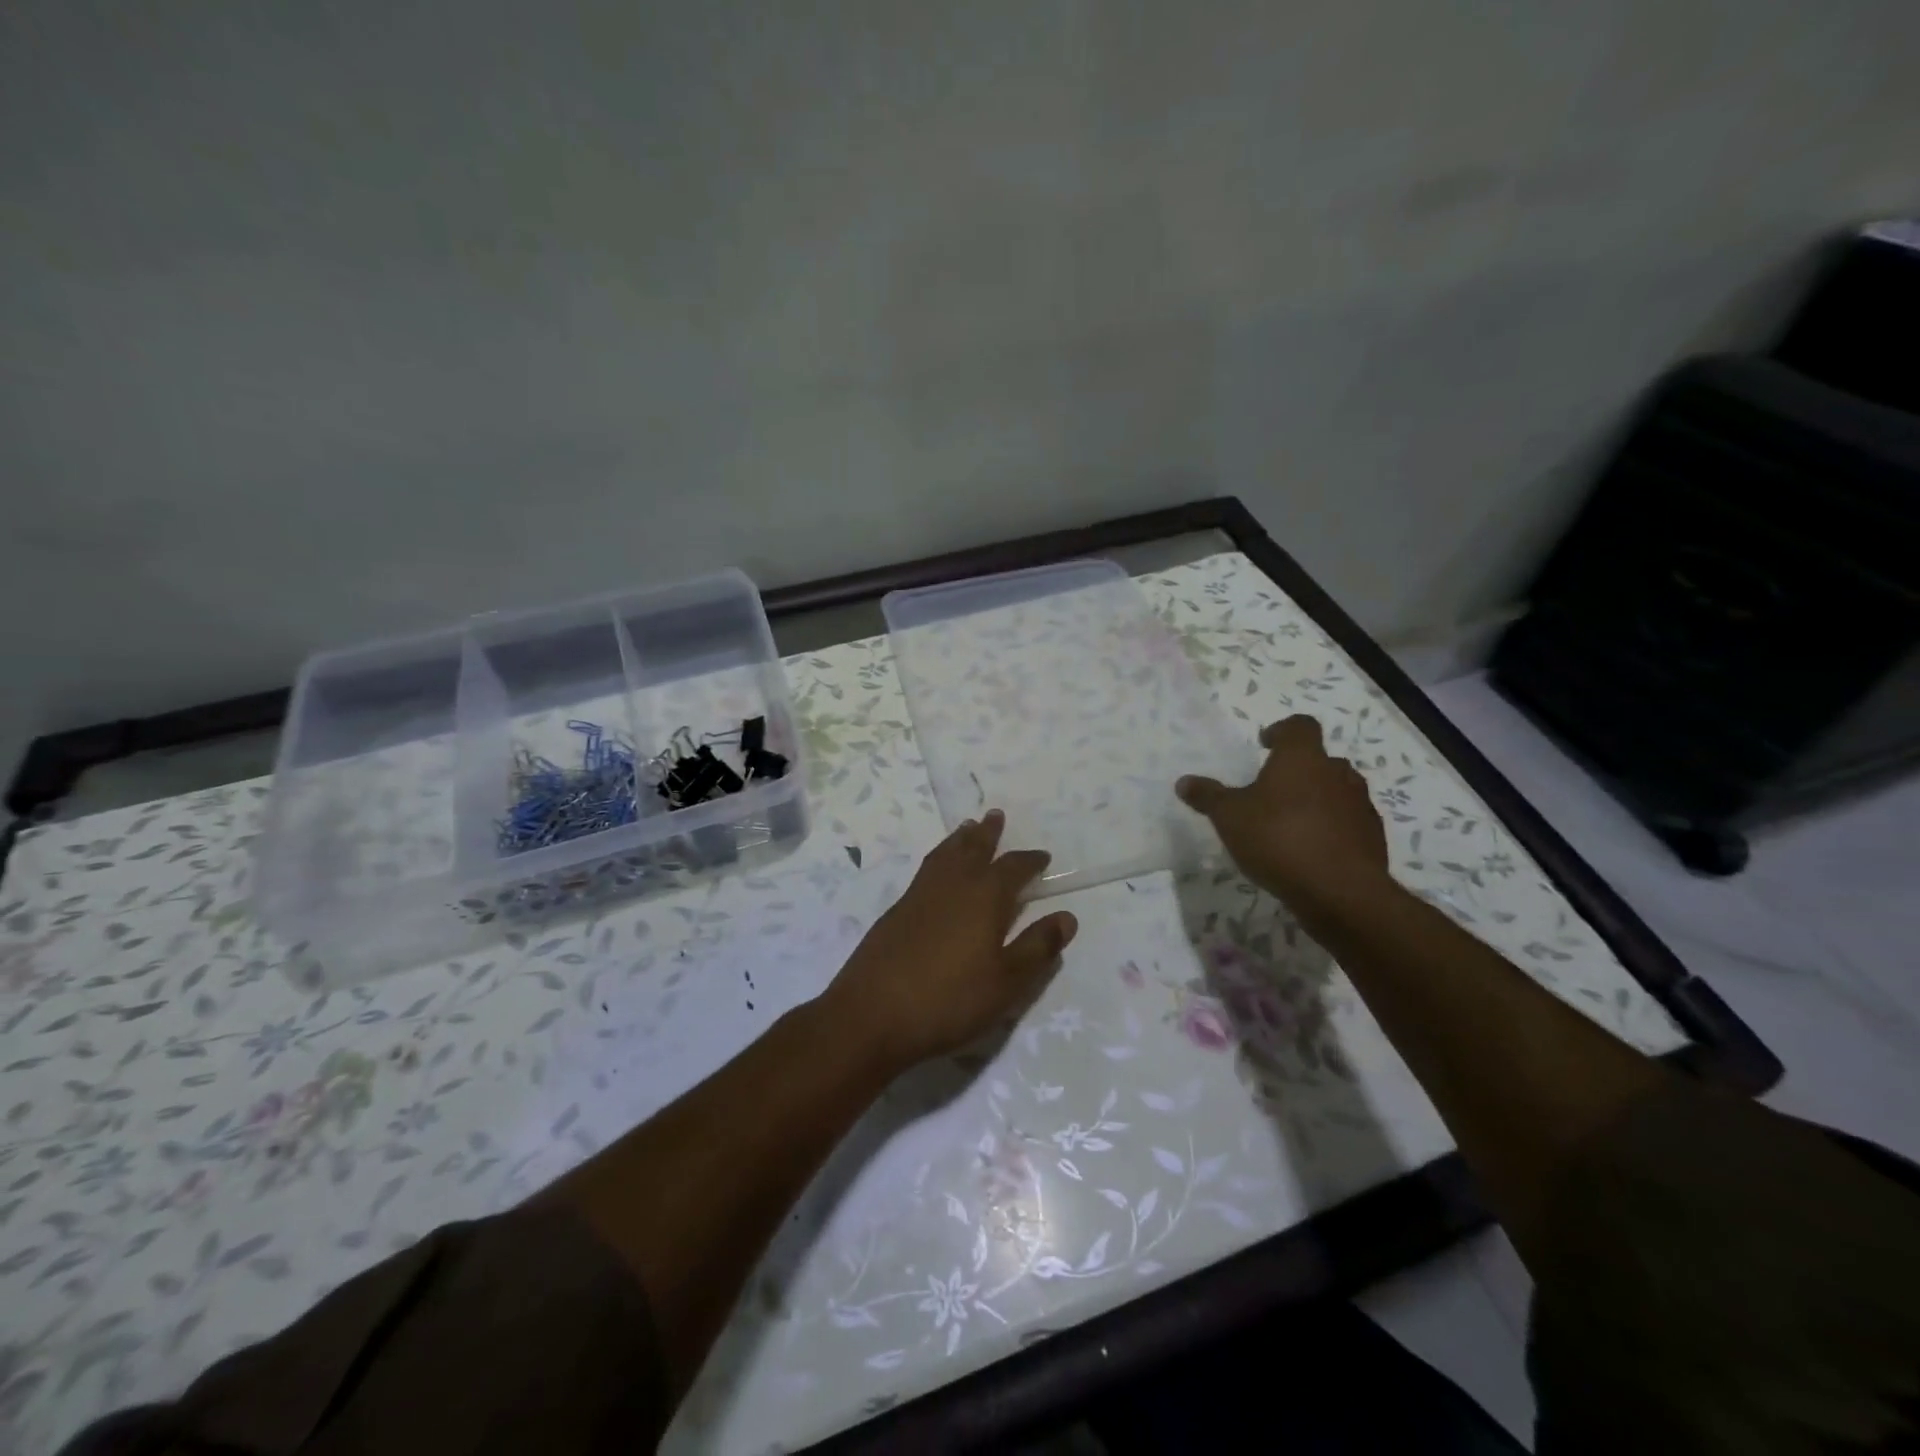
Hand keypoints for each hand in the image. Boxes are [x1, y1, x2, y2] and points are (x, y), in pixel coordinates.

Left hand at [822, 810, 1078, 1070]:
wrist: (872, 1013)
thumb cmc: (950, 999)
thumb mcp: (1007, 982)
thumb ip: (1037, 947)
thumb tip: (1067, 917)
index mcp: (984, 896)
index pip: (1013, 868)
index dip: (1030, 861)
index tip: (1042, 856)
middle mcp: (953, 884)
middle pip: (973, 849)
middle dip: (988, 833)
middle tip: (995, 815)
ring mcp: (920, 894)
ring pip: (945, 854)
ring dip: (959, 839)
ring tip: (967, 828)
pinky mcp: (897, 910)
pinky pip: (926, 869)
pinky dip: (939, 858)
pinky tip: (937, 870)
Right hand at [1176, 715, 1390, 922]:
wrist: (1340, 890)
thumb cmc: (1279, 839)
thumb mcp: (1229, 817)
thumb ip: (1208, 796)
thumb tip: (1184, 781)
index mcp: (1302, 758)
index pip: (1299, 726)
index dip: (1282, 731)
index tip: (1265, 744)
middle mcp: (1337, 773)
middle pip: (1320, 760)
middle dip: (1299, 770)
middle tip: (1274, 789)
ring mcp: (1360, 805)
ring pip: (1338, 790)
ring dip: (1318, 799)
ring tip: (1292, 822)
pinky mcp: (1373, 837)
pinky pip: (1349, 822)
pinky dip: (1333, 828)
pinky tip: (1312, 850)